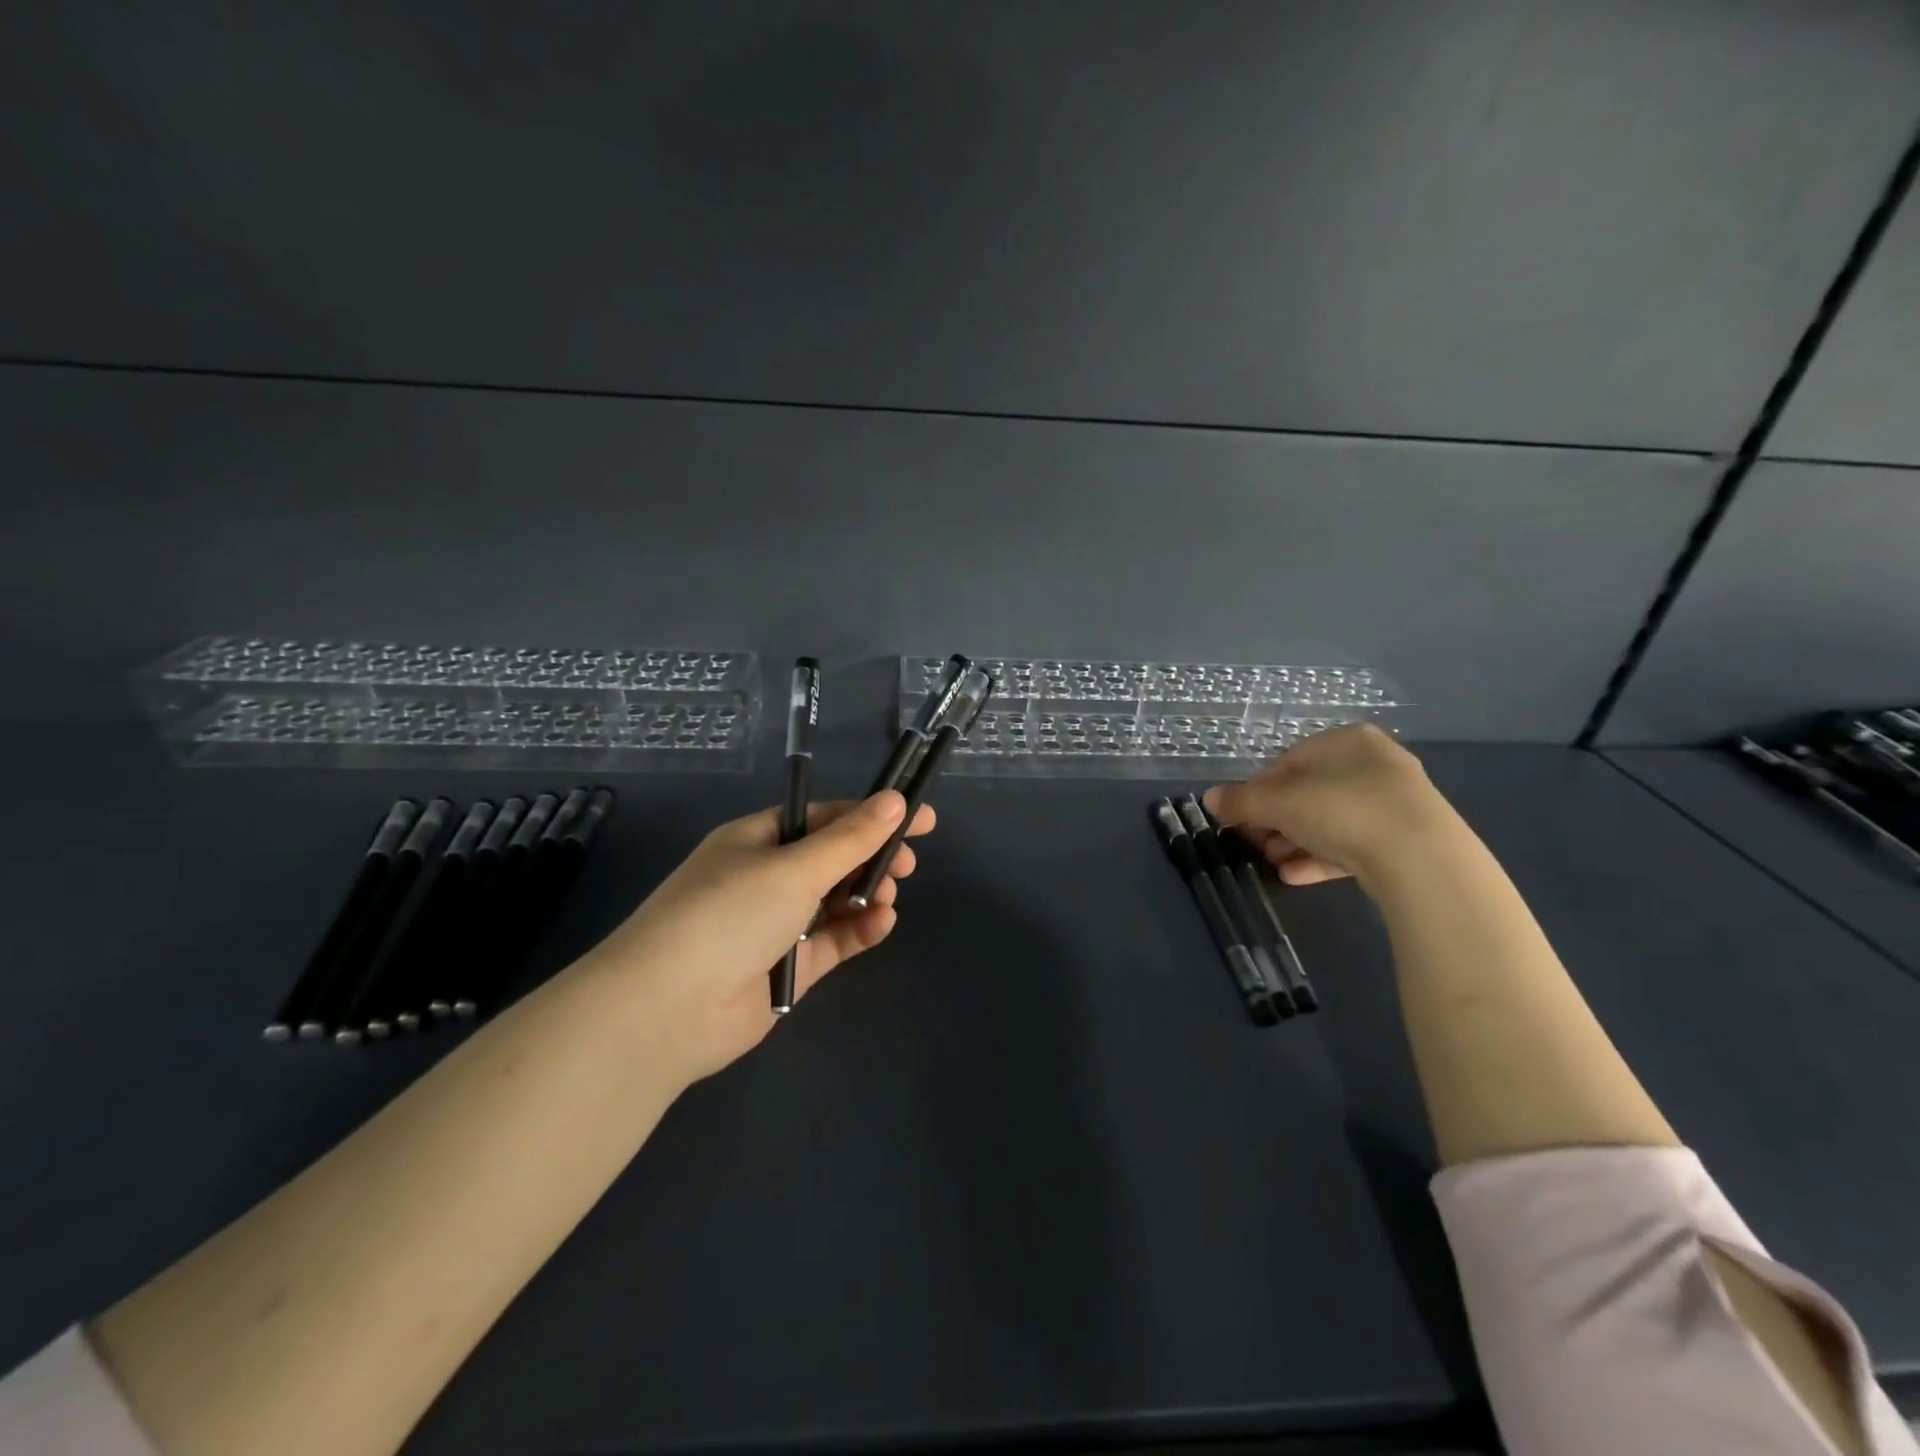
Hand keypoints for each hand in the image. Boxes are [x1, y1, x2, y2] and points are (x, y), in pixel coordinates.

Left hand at [578, 792, 934, 1084]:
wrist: (668, 1010)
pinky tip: (882, 924)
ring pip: (835, 901)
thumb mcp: (795, 867)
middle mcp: (765, 878)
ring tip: (890, 896)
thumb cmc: (729, 914)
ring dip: (867, 895)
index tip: (920, 819)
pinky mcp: (788, 969)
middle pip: (832, 859)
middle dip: (872, 858)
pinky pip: (832, 941)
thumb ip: (851, 837)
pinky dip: (858, 931)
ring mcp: (776, 925)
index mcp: (756, 840)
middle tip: (908, 865)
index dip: (871, 815)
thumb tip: (896, 800)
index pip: (823, 817)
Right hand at [1203, 723, 1452, 885]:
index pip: (1289, 760)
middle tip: (1253, 842)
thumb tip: (1209, 798)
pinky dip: (1322, 858)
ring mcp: (1395, 803)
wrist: (1421, 859)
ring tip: (1271, 862)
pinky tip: (1295, 876)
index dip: (1258, 789)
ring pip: (1331, 820)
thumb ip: (1241, 800)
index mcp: (1346, 740)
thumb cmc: (1341, 809)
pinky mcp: (1407, 840)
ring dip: (1295, 841)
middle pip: (1309, 792)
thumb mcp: (1279, 802)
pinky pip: (1354, 845)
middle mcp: (1374, 764)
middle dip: (1275, 820)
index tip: (1240, 815)